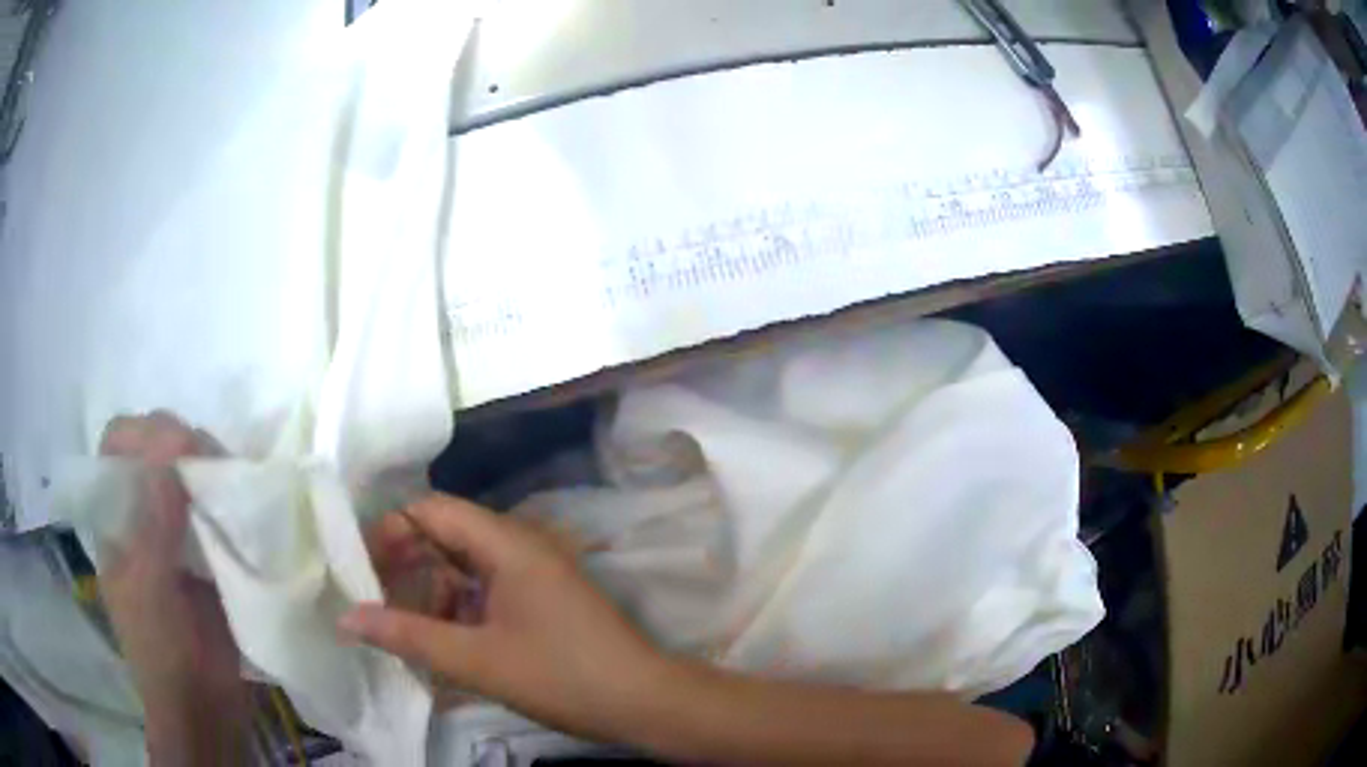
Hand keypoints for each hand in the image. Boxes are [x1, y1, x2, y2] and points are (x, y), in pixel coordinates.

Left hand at [98, 412, 248, 760]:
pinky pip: (217, 506)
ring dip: (211, 468)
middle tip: (215, 463)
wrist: (205, 710)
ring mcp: (175, 530)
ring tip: (236, 485)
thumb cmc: (164, 656)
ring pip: (189, 472)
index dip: (145, 433)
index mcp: (115, 519)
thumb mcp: (150, 594)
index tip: (182, 445)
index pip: (118, 446)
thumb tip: (171, 454)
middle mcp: (141, 513)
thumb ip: (153, 528)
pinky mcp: (207, 550)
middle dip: (183, 443)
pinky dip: (231, 496)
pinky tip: (248, 504)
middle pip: (156, 448)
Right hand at [341, 494, 668, 741]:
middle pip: (446, 536)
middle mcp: (521, 545)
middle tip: (372, 600)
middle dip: (406, 565)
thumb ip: (408, 636)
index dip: (389, 532)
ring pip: (465, 567)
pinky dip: (460, 610)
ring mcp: (535, 573)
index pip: (431, 510)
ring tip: (403, 630)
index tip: (359, 568)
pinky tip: (444, 643)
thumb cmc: (562, 676)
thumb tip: (346, 617)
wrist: (646, 702)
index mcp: (507, 542)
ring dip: (432, 593)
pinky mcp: (543, 599)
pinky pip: (488, 591)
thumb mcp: (476, 660)